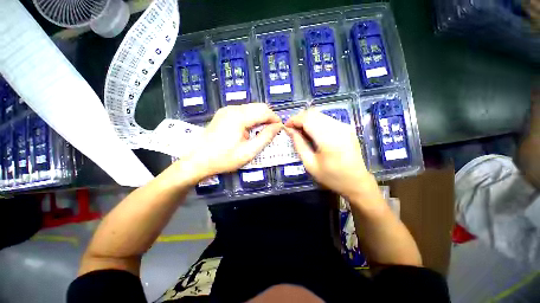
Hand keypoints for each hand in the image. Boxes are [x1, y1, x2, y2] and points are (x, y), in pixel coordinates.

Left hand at [183, 104, 281, 181]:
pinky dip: (251, 118)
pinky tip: (250, 129)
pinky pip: (243, 111)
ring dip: (260, 117)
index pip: (264, 111)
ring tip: (262, 131)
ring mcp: (226, 110)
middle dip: (269, 117)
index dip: (275, 119)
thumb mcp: (248, 152)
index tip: (280, 129)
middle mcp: (233, 109)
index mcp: (239, 117)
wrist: (197, 161)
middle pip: (258, 106)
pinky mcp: (223, 113)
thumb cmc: (224, 159)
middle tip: (272, 131)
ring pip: (251, 108)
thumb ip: (265, 137)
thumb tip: (277, 127)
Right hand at [285, 109, 378, 201]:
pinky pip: (327, 119)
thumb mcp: (310, 164)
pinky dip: (316, 122)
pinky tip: (313, 132)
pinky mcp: (347, 127)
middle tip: (292, 129)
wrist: (357, 182)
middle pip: (313, 113)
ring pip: (319, 114)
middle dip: (299, 118)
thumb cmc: (331, 177)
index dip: (294, 120)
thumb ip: (299, 144)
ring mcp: (344, 125)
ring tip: (301, 131)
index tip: (286, 126)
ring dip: (307, 120)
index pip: (307, 119)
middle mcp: (337, 127)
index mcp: (328, 138)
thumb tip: (289, 130)